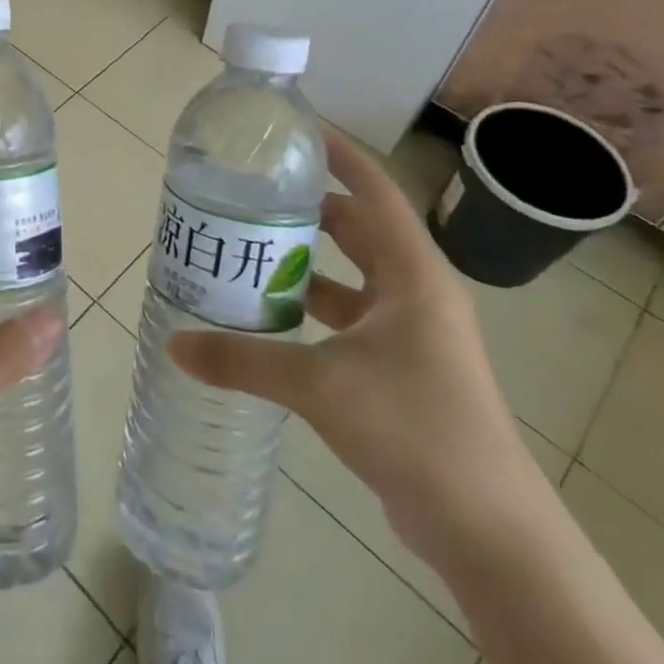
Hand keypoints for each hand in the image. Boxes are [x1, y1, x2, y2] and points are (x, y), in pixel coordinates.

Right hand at [168, 129, 541, 567]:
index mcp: (413, 275)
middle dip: (307, 206)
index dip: (339, 156)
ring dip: (306, 260)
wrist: (488, 532)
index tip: (295, 131)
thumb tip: (174, 345)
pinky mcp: (400, 366)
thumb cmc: (415, 430)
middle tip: (250, 191)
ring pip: (350, 274)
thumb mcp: (320, 386)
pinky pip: (348, 316)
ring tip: (248, 244)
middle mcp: (416, 292)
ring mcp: (411, 332)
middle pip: (357, 228)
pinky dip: (312, 305)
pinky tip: (269, 312)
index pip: (374, 192)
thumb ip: (244, 361)